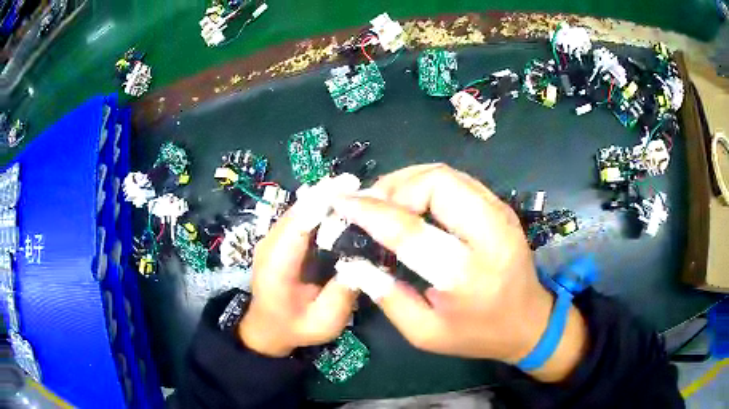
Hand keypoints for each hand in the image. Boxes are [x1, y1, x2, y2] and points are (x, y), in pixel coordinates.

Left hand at [238, 175, 360, 356]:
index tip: (351, 186)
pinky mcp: (280, 237)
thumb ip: (342, 296)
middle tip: (364, 186)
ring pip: (300, 207)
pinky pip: (301, 214)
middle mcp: (270, 244)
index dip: (322, 202)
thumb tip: (363, 262)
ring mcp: (272, 238)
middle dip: (329, 193)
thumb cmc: (295, 327)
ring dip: (326, 196)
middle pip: (299, 209)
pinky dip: (321, 205)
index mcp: (277, 266)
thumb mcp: (324, 323)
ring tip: (357, 190)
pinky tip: (342, 203)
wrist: (267, 326)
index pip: (298, 225)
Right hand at [333, 164, 586, 380]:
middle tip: (369, 205)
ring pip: (446, 174)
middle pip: (435, 183)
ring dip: (408, 181)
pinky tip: (412, 202)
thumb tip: (354, 262)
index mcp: (466, 275)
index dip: (371, 212)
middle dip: (394, 186)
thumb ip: (388, 298)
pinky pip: (457, 181)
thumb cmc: (477, 334)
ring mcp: (500, 214)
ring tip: (386, 202)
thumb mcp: (426, 333)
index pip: (410, 230)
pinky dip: (427, 183)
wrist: (528, 322)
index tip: (342, 203)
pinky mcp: (501, 208)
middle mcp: (490, 234)